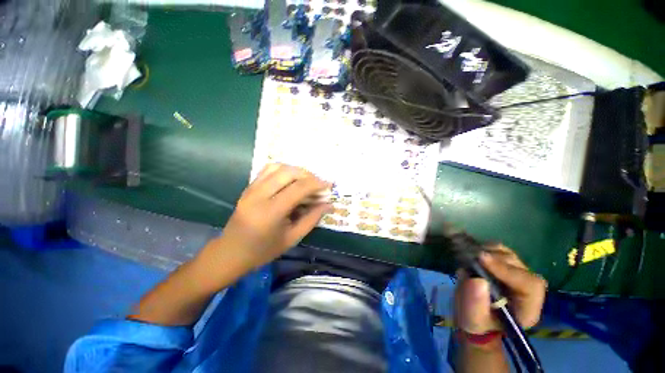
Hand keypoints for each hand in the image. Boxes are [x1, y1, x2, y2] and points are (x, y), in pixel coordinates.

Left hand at [203, 163, 331, 271]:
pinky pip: (268, 170)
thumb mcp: (292, 238)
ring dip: (297, 171)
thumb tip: (329, 204)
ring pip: (278, 167)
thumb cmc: (264, 250)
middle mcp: (259, 195)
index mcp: (271, 212)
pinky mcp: (248, 187)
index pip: (299, 188)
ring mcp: (251, 189)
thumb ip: (312, 218)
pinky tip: (291, 179)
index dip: (317, 184)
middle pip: (289, 172)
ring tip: (307, 181)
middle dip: (309, 175)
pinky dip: (284, 170)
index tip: (329, 185)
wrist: (231, 252)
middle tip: (319, 185)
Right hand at [454, 245, 546, 334]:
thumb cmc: (476, 321)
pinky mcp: (503, 263)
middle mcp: (527, 287)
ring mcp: (516, 273)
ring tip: (469, 257)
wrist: (473, 314)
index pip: (529, 284)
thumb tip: (476, 280)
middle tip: (470, 256)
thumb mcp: (473, 319)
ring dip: (487, 252)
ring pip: (508, 254)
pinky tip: (472, 254)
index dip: (507, 270)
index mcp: (527, 307)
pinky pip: (497, 249)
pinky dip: (483, 248)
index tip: (481, 259)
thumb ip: (475, 304)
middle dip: (493, 259)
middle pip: (518, 265)